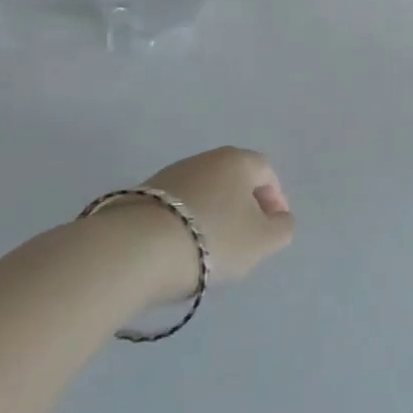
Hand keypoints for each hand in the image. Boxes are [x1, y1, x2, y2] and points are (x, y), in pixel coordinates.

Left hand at [108, 147, 294, 302]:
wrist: (130, 252)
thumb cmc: (211, 239)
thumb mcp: (263, 241)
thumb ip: (282, 228)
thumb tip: (278, 220)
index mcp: (238, 160)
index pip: (267, 173)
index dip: (275, 201)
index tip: (272, 230)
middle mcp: (204, 159)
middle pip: (233, 182)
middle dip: (242, 210)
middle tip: (243, 243)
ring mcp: (167, 176)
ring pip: (202, 196)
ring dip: (211, 218)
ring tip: (207, 253)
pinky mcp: (137, 198)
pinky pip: (173, 210)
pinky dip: (182, 227)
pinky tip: (176, 253)